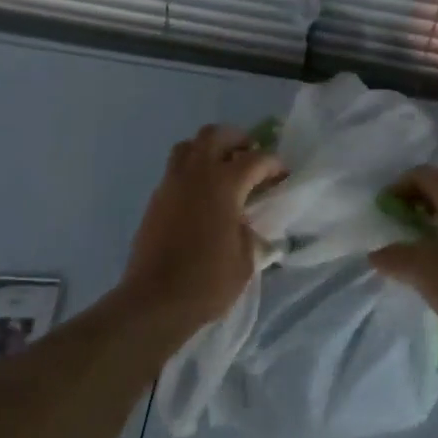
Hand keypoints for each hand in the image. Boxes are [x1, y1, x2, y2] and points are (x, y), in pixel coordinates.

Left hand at [124, 124, 284, 332]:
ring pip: (189, 146)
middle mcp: (196, 174)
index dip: (273, 164)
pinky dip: (191, 171)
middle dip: (236, 139)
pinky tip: (201, 196)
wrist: (154, 301)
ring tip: (222, 170)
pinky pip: (175, 169)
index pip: (255, 159)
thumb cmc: (207, 282)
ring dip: (208, 149)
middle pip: (215, 135)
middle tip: (249, 156)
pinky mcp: (156, 199)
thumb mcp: (245, 259)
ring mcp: (171, 183)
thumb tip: (247, 222)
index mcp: (224, 184)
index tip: (282, 175)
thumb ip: (250, 232)